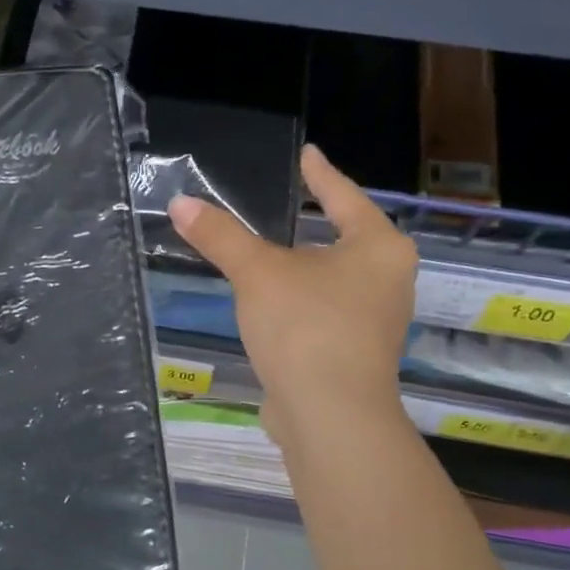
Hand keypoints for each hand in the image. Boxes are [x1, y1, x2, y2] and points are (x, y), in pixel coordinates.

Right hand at [169, 145, 416, 444]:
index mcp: (378, 248)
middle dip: (318, 225)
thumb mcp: (257, 273)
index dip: (321, 175)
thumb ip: (221, 236)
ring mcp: (377, 322)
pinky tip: (276, 306)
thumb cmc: (305, 326)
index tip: (307, 155)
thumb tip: (180, 203)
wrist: (329, 414)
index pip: (344, 197)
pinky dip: (302, 303)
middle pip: (348, 240)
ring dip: (307, 269)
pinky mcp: (357, 355)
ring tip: (277, 254)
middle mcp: (389, 281)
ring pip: (336, 281)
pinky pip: (326, 313)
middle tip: (291, 204)